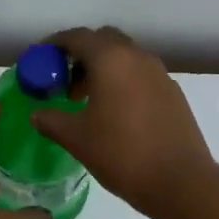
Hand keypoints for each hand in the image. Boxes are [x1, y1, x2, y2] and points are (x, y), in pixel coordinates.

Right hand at [31, 26, 215, 218]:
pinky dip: (123, 83)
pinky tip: (115, 113)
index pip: (76, 37)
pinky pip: (141, 76)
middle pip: (104, 41)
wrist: (180, 180)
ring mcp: (159, 74)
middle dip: (81, 55)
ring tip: (86, 101)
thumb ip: (52, 120)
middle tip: (64, 81)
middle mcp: (137, 57)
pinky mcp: (173, 93)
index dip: (53, 45)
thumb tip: (38, 114)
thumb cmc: (122, 154)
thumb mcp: (77, 139)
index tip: (39, 60)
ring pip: (125, 58)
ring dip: (103, 70)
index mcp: (111, 59)